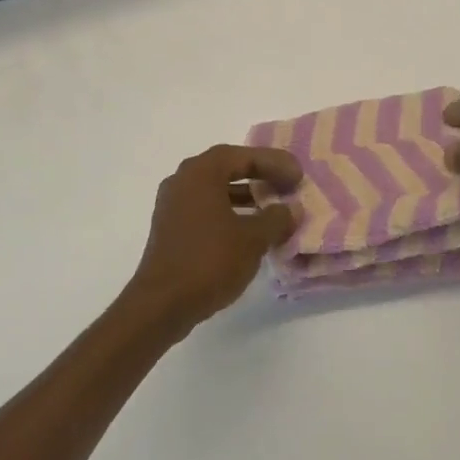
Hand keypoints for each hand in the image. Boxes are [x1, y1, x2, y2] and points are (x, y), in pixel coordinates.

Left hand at [124, 145, 301, 334]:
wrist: (161, 304)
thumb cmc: (209, 261)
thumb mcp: (253, 239)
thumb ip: (276, 219)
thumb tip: (291, 209)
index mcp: (201, 173)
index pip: (243, 156)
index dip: (274, 163)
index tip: (298, 176)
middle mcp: (183, 180)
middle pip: (227, 167)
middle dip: (260, 175)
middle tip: (287, 185)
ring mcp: (172, 204)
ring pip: (215, 189)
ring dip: (245, 195)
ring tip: (273, 208)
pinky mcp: (170, 227)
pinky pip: (205, 208)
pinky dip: (229, 211)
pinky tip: (249, 230)